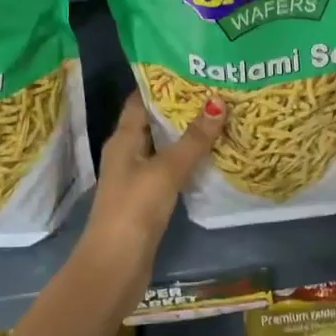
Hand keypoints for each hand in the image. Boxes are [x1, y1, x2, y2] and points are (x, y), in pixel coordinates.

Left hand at [84, 91, 223, 257]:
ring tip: (220, 116)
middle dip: (182, 107)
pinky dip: (187, 160)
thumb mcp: (166, 171)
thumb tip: (218, 103)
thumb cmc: (134, 210)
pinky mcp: (147, 200)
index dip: (163, 83)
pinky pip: (170, 170)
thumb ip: (192, 140)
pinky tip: (211, 156)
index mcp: (123, 139)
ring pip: (164, 147)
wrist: (114, 267)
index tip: (193, 68)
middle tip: (216, 90)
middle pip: (154, 122)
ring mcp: (136, 178)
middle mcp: (127, 153)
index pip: (141, 100)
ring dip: (187, 134)